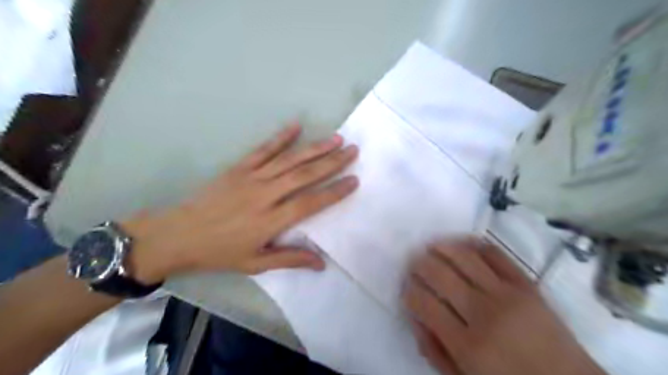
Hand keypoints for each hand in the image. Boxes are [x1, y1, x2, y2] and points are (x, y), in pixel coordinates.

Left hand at [122, 123, 356, 284]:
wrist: (178, 234)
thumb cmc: (219, 252)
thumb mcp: (255, 264)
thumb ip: (290, 259)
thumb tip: (321, 263)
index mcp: (271, 221)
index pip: (310, 203)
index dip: (334, 192)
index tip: (353, 180)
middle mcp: (265, 195)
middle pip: (304, 176)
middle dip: (332, 162)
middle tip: (352, 150)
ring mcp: (251, 178)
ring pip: (289, 160)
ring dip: (314, 148)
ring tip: (335, 138)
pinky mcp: (239, 168)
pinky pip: (263, 149)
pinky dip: (280, 137)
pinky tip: (296, 126)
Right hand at [402, 238, 605, 374]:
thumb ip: (435, 351)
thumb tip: (415, 318)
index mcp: (467, 345)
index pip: (424, 304)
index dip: (409, 290)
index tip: (406, 287)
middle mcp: (484, 313)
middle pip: (440, 275)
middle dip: (419, 264)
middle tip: (414, 263)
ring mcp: (507, 294)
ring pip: (464, 257)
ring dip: (441, 247)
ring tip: (432, 246)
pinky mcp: (525, 283)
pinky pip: (495, 254)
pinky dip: (474, 243)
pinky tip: (462, 243)